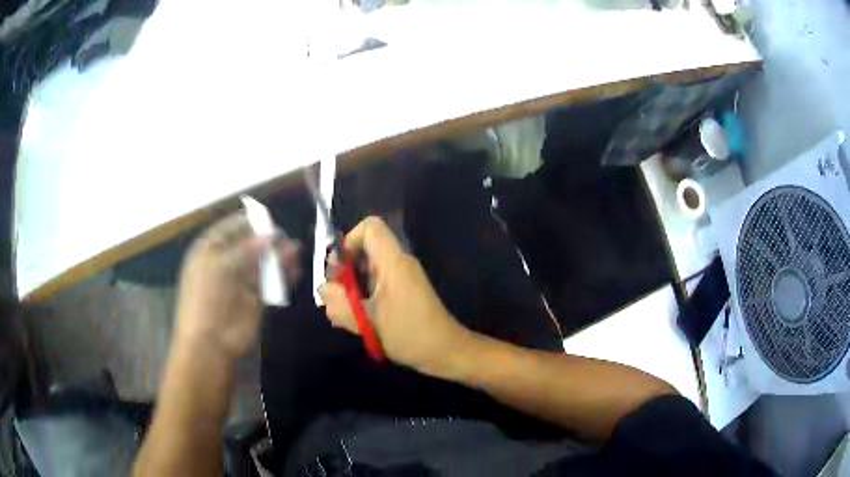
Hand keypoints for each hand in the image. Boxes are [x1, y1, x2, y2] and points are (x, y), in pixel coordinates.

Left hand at [175, 212, 301, 360]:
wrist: (211, 340)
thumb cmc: (207, 297)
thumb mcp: (221, 265)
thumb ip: (246, 249)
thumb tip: (272, 236)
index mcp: (209, 250)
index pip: (229, 228)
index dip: (247, 222)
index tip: (267, 217)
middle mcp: (225, 263)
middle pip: (248, 245)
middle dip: (266, 240)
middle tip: (285, 237)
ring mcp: (240, 281)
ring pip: (261, 263)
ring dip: (278, 257)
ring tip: (296, 250)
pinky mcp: (255, 299)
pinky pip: (270, 283)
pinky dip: (283, 276)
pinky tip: (295, 270)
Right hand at [320, 216, 470, 376]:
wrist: (445, 350)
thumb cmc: (409, 334)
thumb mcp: (368, 322)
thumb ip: (340, 304)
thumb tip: (323, 290)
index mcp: (393, 262)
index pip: (370, 227)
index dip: (349, 241)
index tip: (338, 269)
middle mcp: (398, 263)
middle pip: (365, 248)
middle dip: (345, 268)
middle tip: (336, 295)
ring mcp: (402, 276)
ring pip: (369, 267)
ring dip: (352, 285)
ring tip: (343, 310)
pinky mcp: (404, 290)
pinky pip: (377, 281)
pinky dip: (363, 293)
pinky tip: (357, 317)